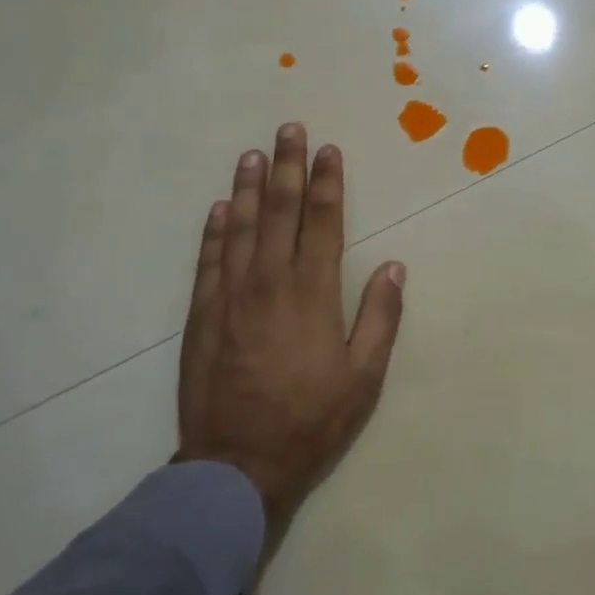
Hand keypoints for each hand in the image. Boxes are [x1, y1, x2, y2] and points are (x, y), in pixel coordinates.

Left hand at [177, 125, 405, 533]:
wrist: (237, 464)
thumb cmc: (310, 420)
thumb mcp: (363, 376)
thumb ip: (379, 316)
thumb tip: (392, 265)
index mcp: (313, 293)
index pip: (322, 223)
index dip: (327, 183)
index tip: (329, 151)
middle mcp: (270, 282)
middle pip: (280, 212)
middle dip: (288, 167)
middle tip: (289, 130)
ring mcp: (230, 296)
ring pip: (241, 227)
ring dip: (249, 187)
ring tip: (253, 154)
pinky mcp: (202, 314)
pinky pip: (209, 260)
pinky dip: (215, 230)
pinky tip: (221, 207)